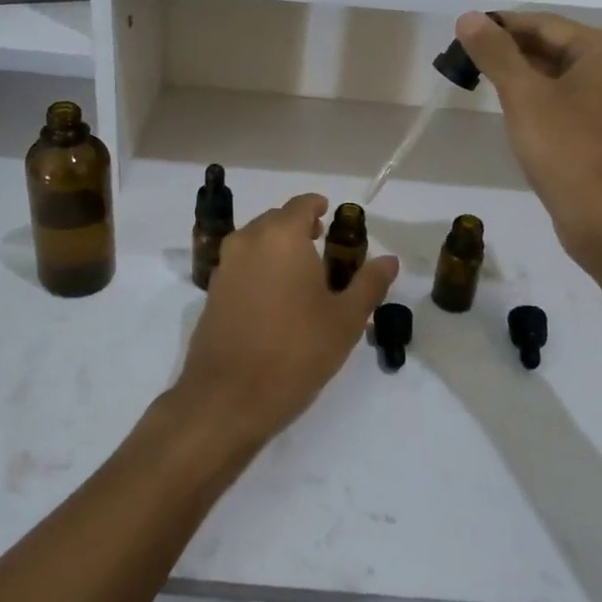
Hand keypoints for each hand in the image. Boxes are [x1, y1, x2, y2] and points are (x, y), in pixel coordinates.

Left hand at [172, 194, 398, 450]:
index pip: (302, 204)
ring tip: (303, 278)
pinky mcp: (212, 292)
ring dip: (278, 250)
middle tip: (325, 251)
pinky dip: (260, 270)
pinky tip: (276, 301)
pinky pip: (241, 266)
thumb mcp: (345, 320)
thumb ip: (369, 283)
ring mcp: (225, 266)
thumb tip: (389, 260)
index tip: (334, 221)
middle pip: (277, 220)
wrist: (228, 397)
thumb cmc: (295, 351)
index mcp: (281, 236)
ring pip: (256, 242)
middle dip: (300, 229)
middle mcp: (248, 240)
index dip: (320, 208)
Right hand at [454, 12, 601, 267]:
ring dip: (519, 73)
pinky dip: (535, 96)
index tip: (461, 33)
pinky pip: (563, 98)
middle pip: (552, 45)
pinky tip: (509, 106)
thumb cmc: (566, 150)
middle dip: (508, 50)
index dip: (501, 25)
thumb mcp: (524, 96)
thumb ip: (495, 53)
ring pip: (556, 73)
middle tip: (463, 58)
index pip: (544, 23)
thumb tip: (468, 17)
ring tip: (478, 78)